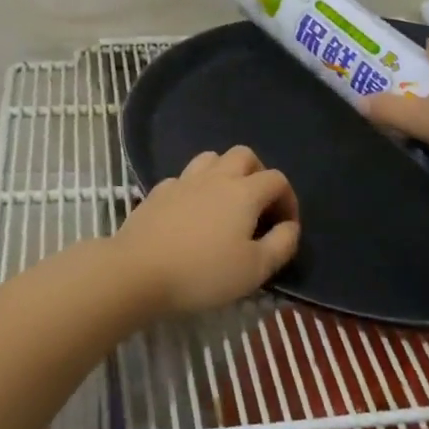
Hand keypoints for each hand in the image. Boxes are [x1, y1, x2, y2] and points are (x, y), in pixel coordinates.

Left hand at [111, 146, 301, 315]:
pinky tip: (191, 212)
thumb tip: (290, 227)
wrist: (137, 272)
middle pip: (244, 155)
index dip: (288, 199)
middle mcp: (216, 177)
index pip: (277, 180)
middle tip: (258, 205)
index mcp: (244, 192)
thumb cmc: (203, 273)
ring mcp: (183, 181)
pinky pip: (184, 178)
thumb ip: (281, 244)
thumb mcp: (254, 269)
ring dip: (225, 173)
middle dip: (258, 174)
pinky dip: (195, 188)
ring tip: (226, 202)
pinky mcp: (158, 192)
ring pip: (211, 159)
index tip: (285, 226)